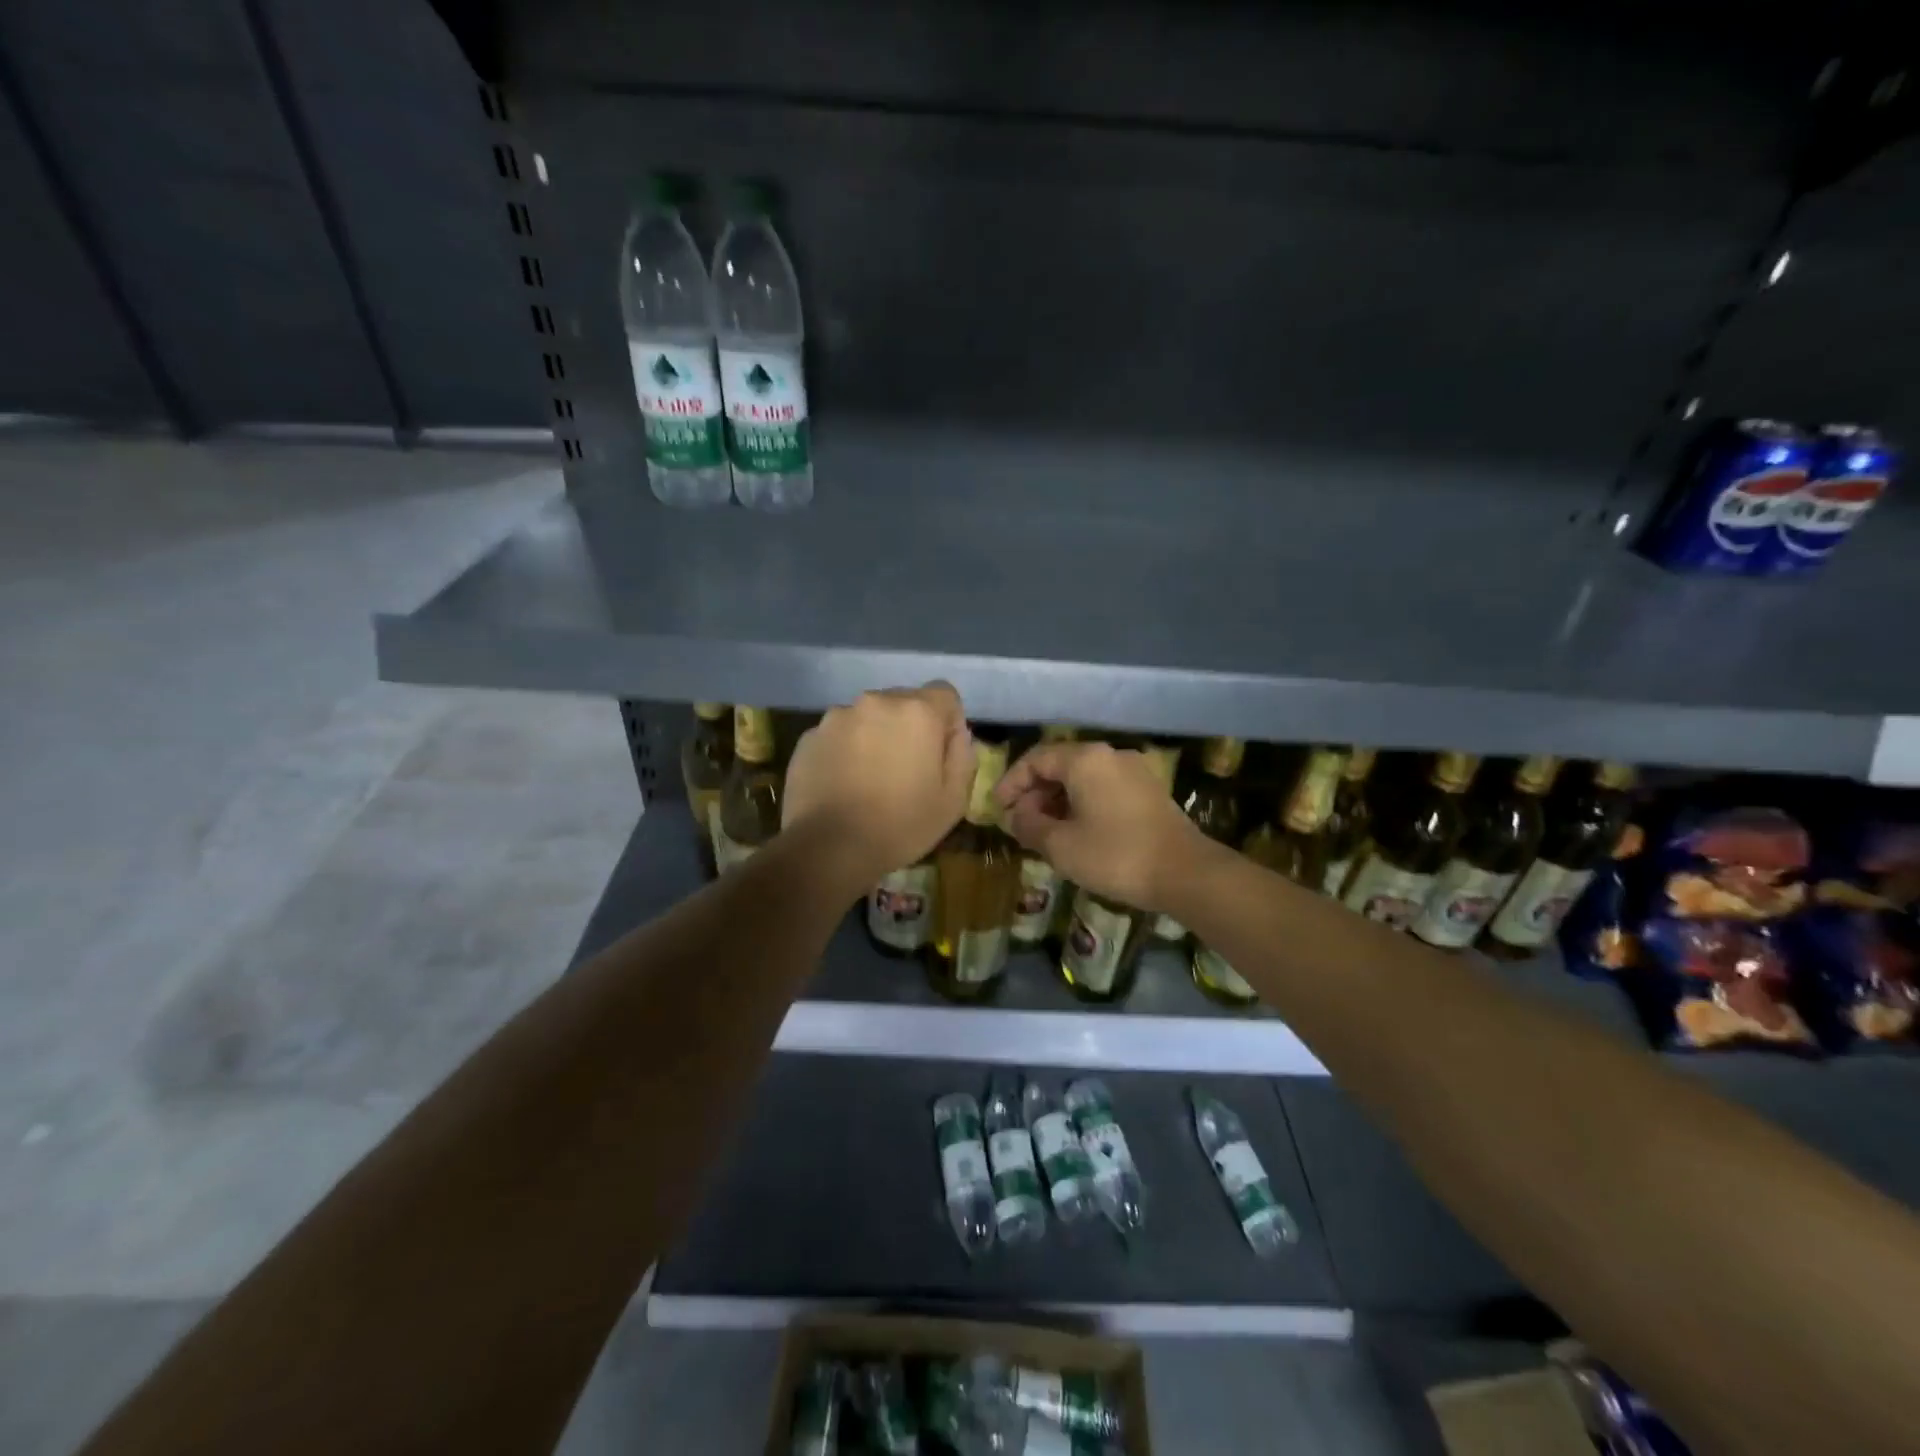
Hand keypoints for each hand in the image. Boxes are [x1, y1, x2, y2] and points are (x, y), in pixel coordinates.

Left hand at [782, 683, 973, 892]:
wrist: (828, 847)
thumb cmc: (900, 825)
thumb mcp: (953, 801)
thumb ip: (962, 757)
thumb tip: (956, 735)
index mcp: (918, 712)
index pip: (945, 694)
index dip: (948, 722)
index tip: (940, 754)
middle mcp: (876, 701)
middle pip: (904, 702)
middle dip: (910, 728)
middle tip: (906, 770)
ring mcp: (837, 716)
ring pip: (869, 717)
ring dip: (875, 737)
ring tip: (870, 779)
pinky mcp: (808, 736)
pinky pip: (839, 735)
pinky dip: (846, 750)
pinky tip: (843, 784)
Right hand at [995, 742, 1202, 911]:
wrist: (1185, 873)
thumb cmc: (1115, 855)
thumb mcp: (1060, 845)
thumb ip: (1029, 825)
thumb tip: (1016, 816)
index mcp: (1085, 759)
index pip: (1035, 759)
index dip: (1011, 783)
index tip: (999, 809)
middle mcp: (1109, 755)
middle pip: (1059, 765)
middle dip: (1034, 792)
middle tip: (1020, 823)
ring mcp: (1133, 771)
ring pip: (1082, 777)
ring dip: (1057, 800)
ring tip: (1044, 831)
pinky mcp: (1148, 790)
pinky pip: (1103, 788)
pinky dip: (1082, 803)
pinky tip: (1076, 831)